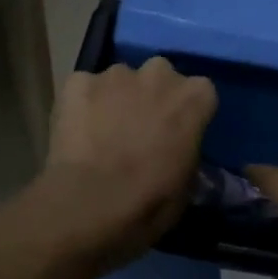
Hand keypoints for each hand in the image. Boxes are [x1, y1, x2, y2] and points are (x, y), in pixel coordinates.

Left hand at [36, 58, 216, 266]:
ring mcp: (115, 75)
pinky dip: (82, 106)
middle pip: (160, 76)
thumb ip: (186, 154)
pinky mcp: (76, 82)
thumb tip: (177, 153)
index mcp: (194, 97)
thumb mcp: (187, 185)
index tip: (178, 134)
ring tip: (104, 134)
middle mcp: (158, 74)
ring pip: (120, 81)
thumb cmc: (150, 202)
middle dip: (153, 97)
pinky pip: (84, 89)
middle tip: (141, 131)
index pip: (200, 93)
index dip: (187, 114)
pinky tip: (77, 133)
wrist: (90, 204)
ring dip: (117, 100)